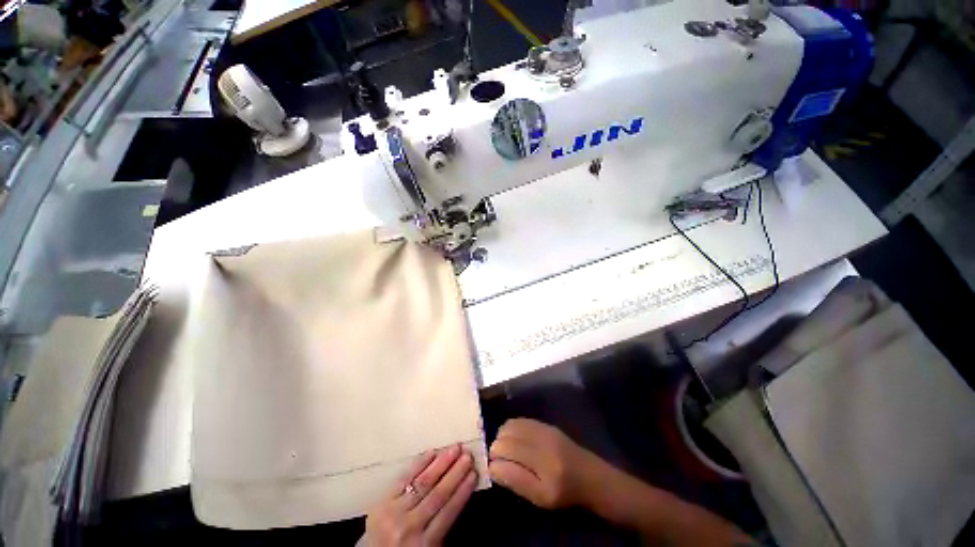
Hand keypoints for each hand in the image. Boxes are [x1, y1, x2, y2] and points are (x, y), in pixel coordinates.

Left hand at [364, 445, 477, 545]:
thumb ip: (442, 528)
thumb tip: (459, 494)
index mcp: (425, 544)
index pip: (449, 512)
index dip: (463, 491)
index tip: (474, 474)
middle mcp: (410, 526)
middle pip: (437, 494)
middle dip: (455, 473)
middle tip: (468, 455)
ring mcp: (394, 512)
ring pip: (423, 483)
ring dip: (441, 463)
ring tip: (455, 448)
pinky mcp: (382, 502)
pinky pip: (403, 478)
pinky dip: (419, 464)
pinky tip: (431, 452)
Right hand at [488, 418, 607, 508]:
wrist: (590, 475)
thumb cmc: (565, 493)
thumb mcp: (541, 498)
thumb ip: (516, 482)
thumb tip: (492, 467)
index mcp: (543, 467)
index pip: (506, 453)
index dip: (493, 460)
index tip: (492, 469)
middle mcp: (543, 442)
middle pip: (505, 437)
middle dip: (495, 448)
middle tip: (498, 461)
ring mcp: (544, 429)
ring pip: (510, 425)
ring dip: (501, 437)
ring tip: (505, 450)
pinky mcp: (545, 424)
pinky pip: (519, 421)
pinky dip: (510, 429)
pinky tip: (514, 440)